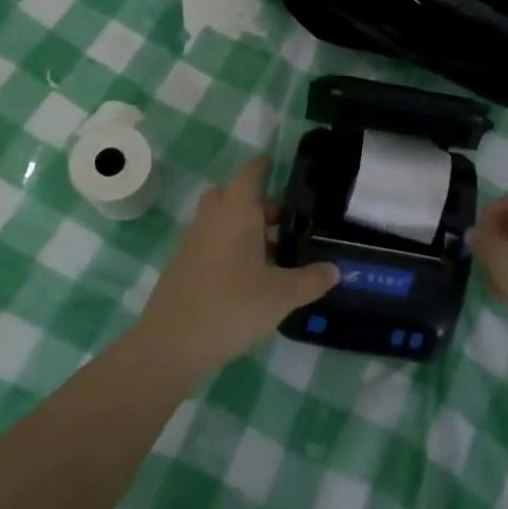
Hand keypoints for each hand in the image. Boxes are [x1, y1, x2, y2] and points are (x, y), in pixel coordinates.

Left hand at [138, 157, 337, 373]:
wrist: (171, 345)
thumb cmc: (233, 306)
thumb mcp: (282, 295)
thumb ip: (311, 280)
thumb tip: (335, 269)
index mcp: (236, 214)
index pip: (248, 175)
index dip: (262, 166)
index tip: (275, 163)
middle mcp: (211, 220)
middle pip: (230, 195)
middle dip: (255, 201)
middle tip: (282, 219)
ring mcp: (192, 244)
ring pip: (218, 221)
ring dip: (241, 227)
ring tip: (270, 252)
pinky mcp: (181, 268)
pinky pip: (208, 244)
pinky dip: (227, 249)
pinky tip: (246, 277)